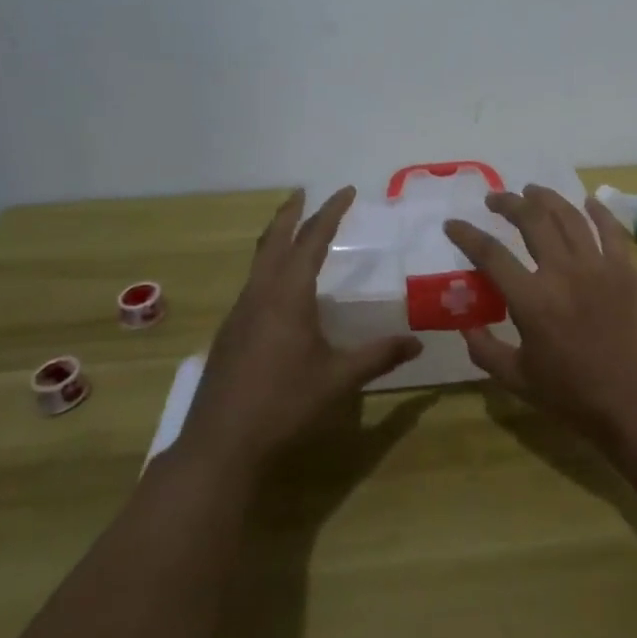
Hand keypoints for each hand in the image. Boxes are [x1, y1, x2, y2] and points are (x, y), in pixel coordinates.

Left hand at [181, 188, 421, 469]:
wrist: (220, 446)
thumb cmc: (284, 405)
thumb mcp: (338, 379)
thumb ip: (378, 356)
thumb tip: (416, 343)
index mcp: (288, 294)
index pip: (312, 240)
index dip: (331, 212)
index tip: (346, 191)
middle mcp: (260, 293)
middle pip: (275, 240)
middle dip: (291, 213)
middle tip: (304, 193)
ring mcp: (239, 312)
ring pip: (259, 261)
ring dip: (276, 238)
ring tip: (293, 231)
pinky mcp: (229, 333)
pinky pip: (252, 283)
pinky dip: (268, 267)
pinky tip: (278, 289)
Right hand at [445, 187, 636, 443]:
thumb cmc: (575, 395)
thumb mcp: (518, 380)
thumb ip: (486, 351)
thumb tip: (466, 327)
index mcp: (531, 300)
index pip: (490, 254)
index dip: (467, 235)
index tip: (453, 224)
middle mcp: (562, 272)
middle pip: (531, 220)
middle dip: (508, 203)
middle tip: (495, 199)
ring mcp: (597, 266)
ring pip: (569, 216)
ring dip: (547, 198)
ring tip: (532, 191)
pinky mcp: (625, 269)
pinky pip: (611, 229)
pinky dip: (598, 211)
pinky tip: (587, 202)